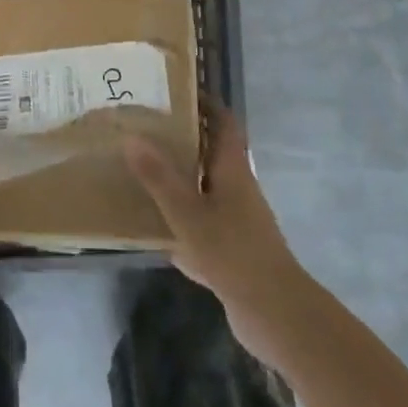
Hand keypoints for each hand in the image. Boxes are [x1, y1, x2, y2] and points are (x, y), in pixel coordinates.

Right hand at [125, 100, 306, 364]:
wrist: (276, 314)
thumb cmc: (233, 252)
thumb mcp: (188, 213)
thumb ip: (159, 178)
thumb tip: (131, 137)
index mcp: (232, 168)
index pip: (223, 121)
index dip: (204, 103)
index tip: (174, 92)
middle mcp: (237, 187)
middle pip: (211, 152)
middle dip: (182, 139)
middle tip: (145, 129)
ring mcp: (236, 220)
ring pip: (204, 189)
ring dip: (179, 179)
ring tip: (141, 171)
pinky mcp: (231, 250)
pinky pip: (201, 224)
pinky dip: (180, 221)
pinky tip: (153, 229)